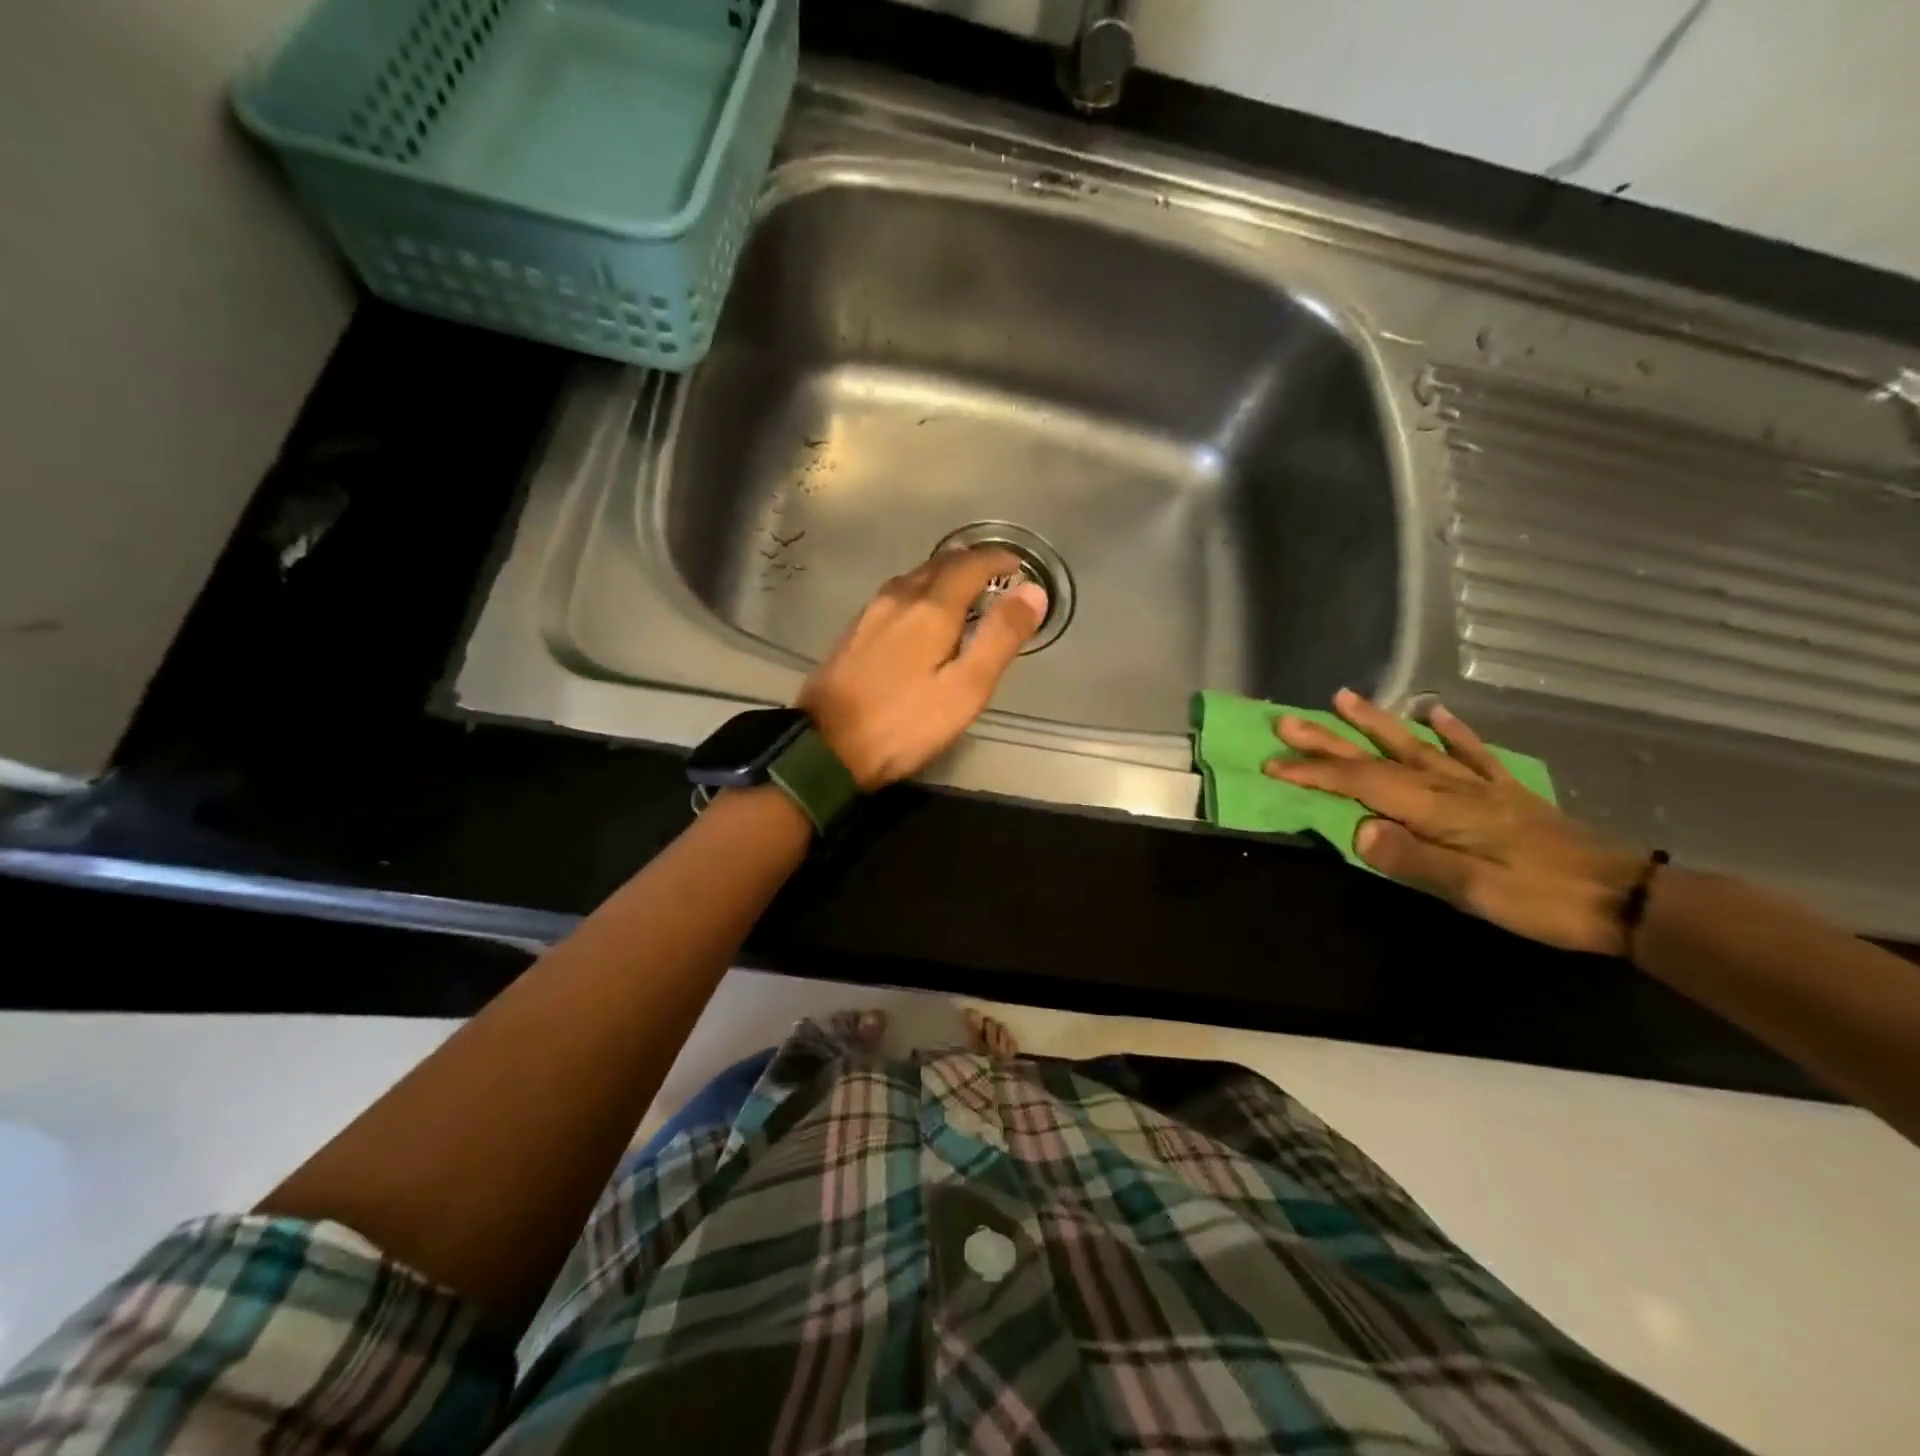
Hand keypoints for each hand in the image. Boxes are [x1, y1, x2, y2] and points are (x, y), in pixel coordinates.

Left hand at [798, 548, 1046, 790]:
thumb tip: (1033, 592)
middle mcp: (898, 598)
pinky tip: (919, 609)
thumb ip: (1000, 638)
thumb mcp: (965, 688)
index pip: (970, 565)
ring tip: (962, 585)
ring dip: (942, 573)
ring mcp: (870, 613)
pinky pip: (894, 594)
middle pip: (938, 564)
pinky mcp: (853, 632)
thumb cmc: (905, 723)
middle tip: (994, 572)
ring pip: (913, 577)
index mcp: (930, 609)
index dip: (997, 560)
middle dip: (970, 562)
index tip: (1016, 565)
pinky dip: (918, 590)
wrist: (827, 747)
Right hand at [1266, 688, 1647, 954]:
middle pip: (1379, 758)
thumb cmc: (1544, 901)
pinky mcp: (1505, 794)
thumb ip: (1414, 859)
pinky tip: (1435, 713)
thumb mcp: (1474, 891)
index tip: (1273, 764)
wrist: (1628, 900)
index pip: (1363, 784)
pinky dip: (1451, 731)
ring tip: (1344, 698)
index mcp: (1438, 811)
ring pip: (1415, 747)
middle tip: (1287, 720)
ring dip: (1377, 723)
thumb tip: (1356, 830)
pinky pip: (1472, 753)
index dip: (1315, 773)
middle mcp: (1451, 788)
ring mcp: (1479, 786)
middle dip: (1329, 740)